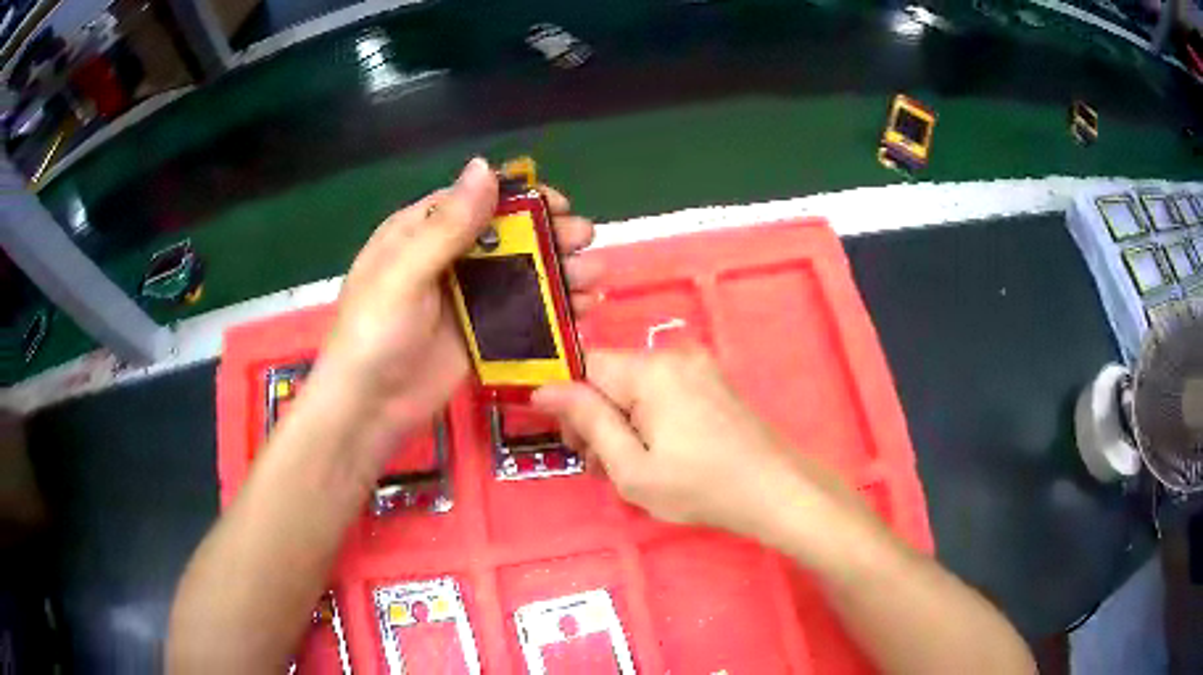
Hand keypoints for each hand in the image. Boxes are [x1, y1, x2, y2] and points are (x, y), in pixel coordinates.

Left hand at [310, 158, 599, 464]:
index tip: (561, 205)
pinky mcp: (482, 335)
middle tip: (586, 241)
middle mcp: (449, 259)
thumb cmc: (375, 333)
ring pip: (521, 275)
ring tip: (594, 278)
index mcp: (422, 233)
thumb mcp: (405, 274)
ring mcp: (467, 299)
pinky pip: (523, 314)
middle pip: (508, 237)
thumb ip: (448, 225)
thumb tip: (486, 165)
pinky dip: (553, 311)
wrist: (369, 408)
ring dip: (560, 273)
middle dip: (551, 236)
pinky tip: (581, 311)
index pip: (478, 201)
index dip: (521, 199)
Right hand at [533, 348, 857, 539]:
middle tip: (599, 465)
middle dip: (595, 416)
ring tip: (630, 466)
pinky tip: (657, 452)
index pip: (584, 366)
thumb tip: (545, 389)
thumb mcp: (632, 467)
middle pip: (611, 376)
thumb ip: (587, 421)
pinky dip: (648, 417)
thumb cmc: (700, 487)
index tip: (572, 441)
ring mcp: (698, 366)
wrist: (775, 490)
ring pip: (635, 386)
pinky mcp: (712, 381)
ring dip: (621, 420)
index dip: (567, 401)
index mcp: (649, 371)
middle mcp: (673, 355)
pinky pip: (662, 390)